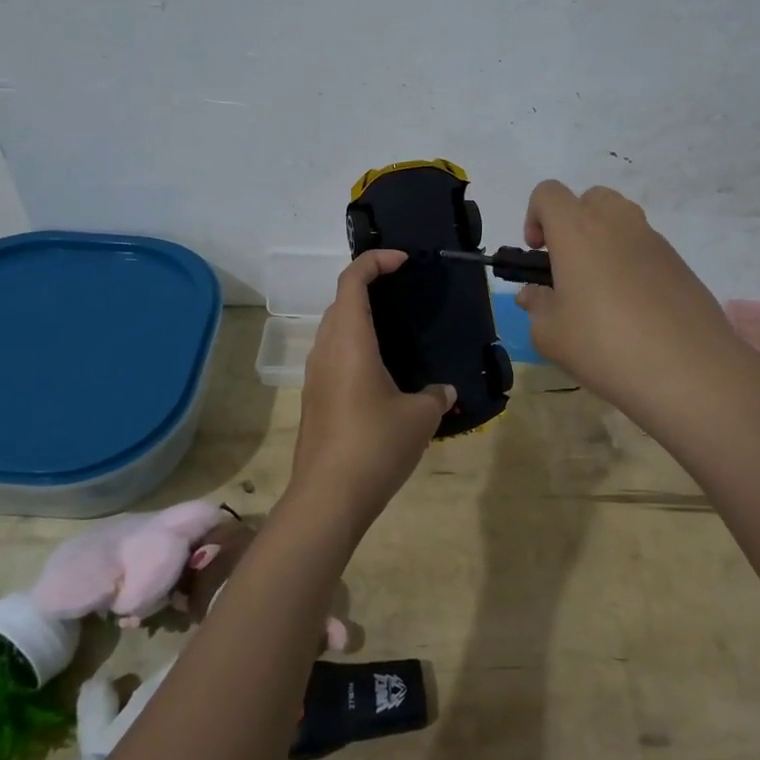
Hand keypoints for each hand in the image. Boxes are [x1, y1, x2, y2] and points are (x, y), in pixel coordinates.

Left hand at [288, 250, 454, 521]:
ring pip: (334, 330)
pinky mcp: (315, 399)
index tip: (402, 261)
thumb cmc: (375, 445)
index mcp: (349, 340)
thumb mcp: (419, 417)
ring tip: (397, 330)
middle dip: (368, 286)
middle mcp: (326, 349)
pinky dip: (356, 347)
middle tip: (403, 292)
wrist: (328, 498)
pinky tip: (383, 372)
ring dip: (360, 319)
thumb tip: (444, 391)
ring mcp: (315, 375)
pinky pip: (334, 356)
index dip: (375, 261)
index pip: (352, 280)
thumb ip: (436, 395)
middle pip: (340, 302)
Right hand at [515, 181, 745, 428]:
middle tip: (568, 269)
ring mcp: (654, 241)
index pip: (548, 193)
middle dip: (573, 224)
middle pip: (590, 198)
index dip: (534, 217)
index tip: (538, 255)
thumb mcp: (550, 335)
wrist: (689, 370)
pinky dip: (632, 266)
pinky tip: (634, 313)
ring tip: (601, 295)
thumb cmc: (604, 346)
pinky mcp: (680, 264)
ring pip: (621, 222)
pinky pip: (645, 250)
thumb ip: (536, 306)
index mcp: (577, 230)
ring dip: (604, 244)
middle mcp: (617, 223)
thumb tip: (535, 293)